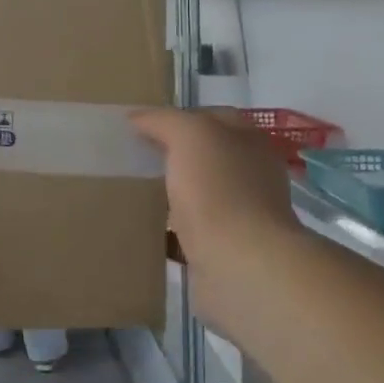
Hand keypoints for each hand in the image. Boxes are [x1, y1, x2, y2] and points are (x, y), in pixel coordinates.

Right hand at [130, 108, 297, 273]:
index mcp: (250, 142)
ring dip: (172, 193)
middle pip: (206, 156)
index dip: (178, 116)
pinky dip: (169, 231)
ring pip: (199, 194)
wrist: (240, 265)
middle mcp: (251, 176)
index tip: (140, 126)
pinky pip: (190, 232)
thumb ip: (164, 120)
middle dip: (173, 155)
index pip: (213, 117)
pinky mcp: (225, 250)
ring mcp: (240, 215)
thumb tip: (136, 118)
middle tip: (132, 157)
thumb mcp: (190, 135)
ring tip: (133, 191)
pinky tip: (144, 228)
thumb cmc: (219, 190)